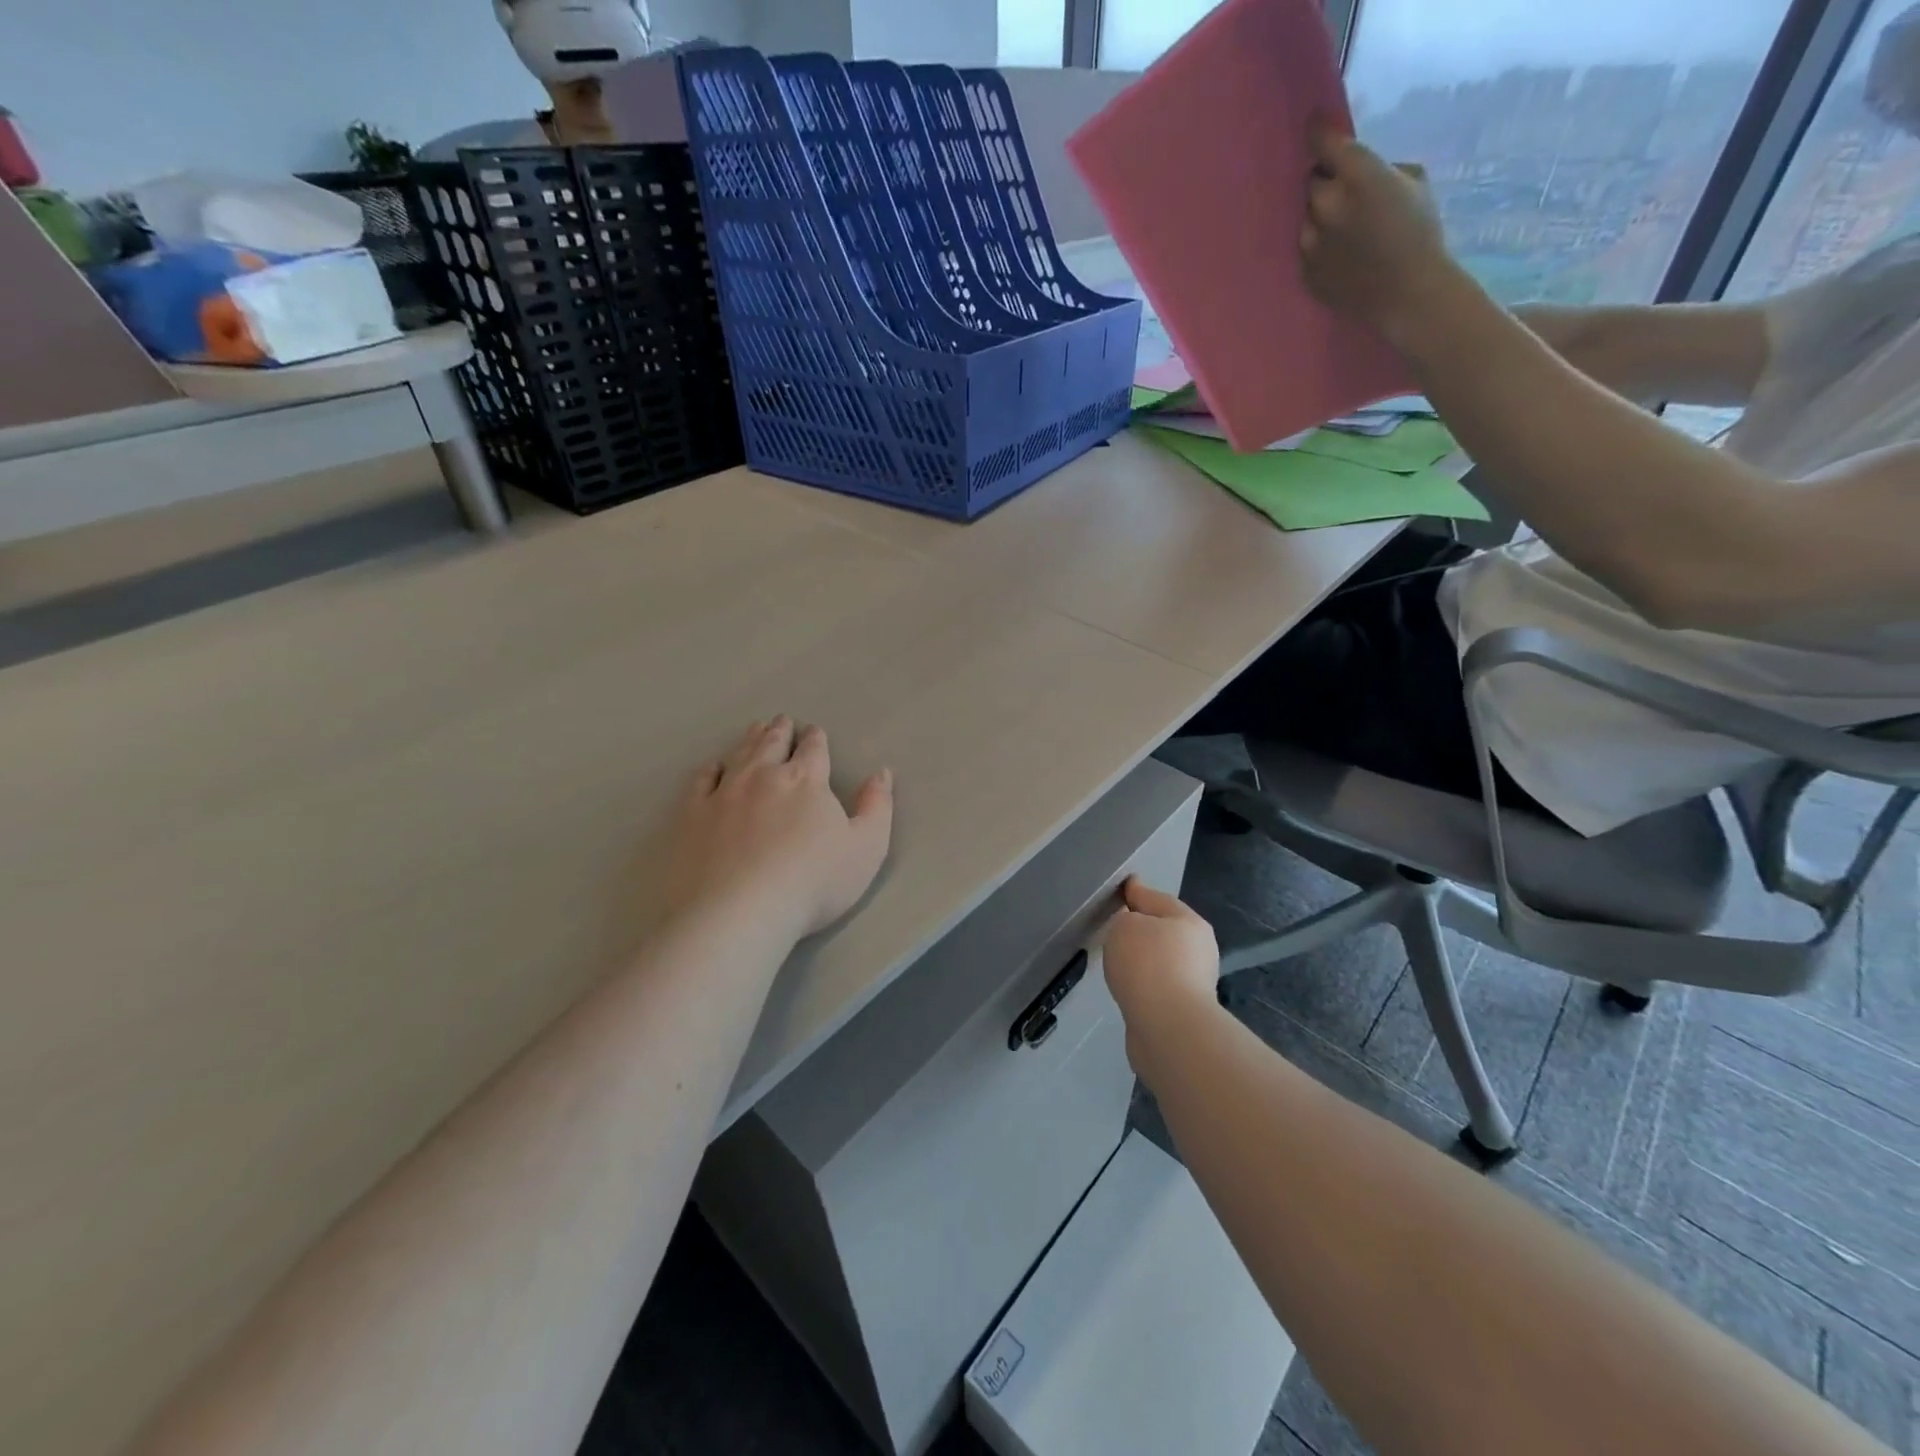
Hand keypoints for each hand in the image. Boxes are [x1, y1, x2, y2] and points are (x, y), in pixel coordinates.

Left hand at [665, 717, 893, 939]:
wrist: (739, 912)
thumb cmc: (813, 883)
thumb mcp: (866, 848)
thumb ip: (877, 807)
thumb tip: (881, 773)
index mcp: (806, 780)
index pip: (814, 749)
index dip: (816, 739)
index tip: (815, 732)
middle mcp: (764, 776)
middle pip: (773, 743)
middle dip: (781, 731)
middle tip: (782, 721)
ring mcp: (724, 793)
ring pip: (739, 755)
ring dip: (750, 739)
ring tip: (756, 729)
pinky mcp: (692, 815)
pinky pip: (701, 781)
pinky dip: (710, 769)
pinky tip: (714, 767)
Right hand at [1101, 878, 1220, 1077]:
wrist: (1168, 1028)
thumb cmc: (1147, 965)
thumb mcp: (1125, 926)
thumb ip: (1125, 919)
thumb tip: (1134, 932)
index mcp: (1189, 921)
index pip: (1156, 897)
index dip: (1136, 891)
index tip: (1123, 886)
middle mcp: (1198, 949)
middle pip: (1163, 929)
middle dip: (1142, 928)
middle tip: (1115, 927)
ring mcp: (1195, 981)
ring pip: (1161, 960)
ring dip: (1143, 959)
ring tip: (1118, 961)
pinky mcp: (1184, 1009)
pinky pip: (1157, 985)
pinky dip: (1143, 983)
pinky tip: (1128, 987)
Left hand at [1301, 119, 1459, 348]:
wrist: (1406, 293)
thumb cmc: (1419, 233)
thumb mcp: (1412, 183)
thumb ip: (1378, 170)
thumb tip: (1356, 171)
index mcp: (1358, 176)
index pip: (1324, 144)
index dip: (1318, 134)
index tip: (1314, 127)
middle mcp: (1327, 206)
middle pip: (1311, 183)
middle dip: (1325, 182)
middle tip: (1342, 192)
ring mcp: (1310, 243)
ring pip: (1305, 217)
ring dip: (1319, 216)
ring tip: (1342, 230)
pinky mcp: (1304, 271)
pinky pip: (1305, 249)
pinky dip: (1317, 246)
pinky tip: (1338, 256)